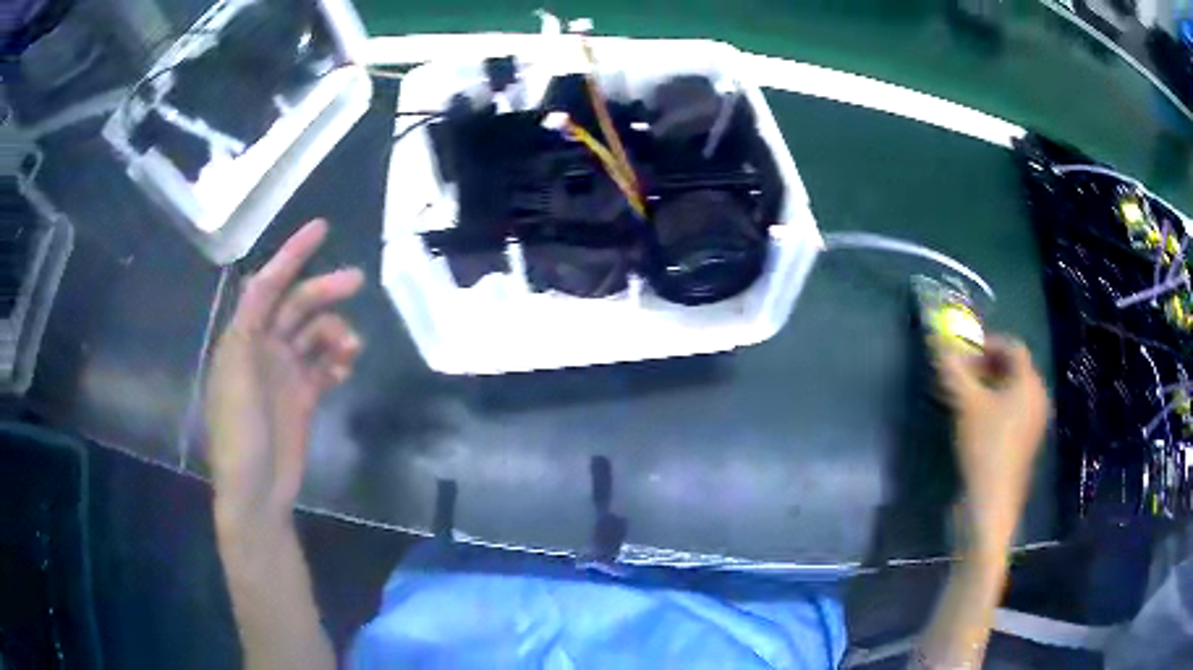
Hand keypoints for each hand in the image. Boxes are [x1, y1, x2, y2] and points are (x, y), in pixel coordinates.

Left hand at [205, 219, 363, 528]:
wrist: (257, 491)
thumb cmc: (239, 433)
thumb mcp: (235, 376)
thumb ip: (248, 328)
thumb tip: (261, 285)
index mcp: (242, 338)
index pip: (268, 286)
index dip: (291, 255)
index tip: (321, 229)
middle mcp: (263, 349)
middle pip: (297, 305)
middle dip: (325, 290)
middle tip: (357, 282)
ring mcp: (284, 374)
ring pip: (315, 336)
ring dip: (335, 334)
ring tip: (350, 351)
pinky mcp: (302, 398)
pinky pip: (324, 367)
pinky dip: (337, 362)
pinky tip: (345, 369)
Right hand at [933, 335, 1049, 555]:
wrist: (992, 502)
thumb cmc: (985, 446)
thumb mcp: (965, 404)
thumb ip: (953, 371)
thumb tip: (938, 343)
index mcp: (1029, 383)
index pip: (1013, 347)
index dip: (988, 342)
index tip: (965, 350)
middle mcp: (1037, 398)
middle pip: (1014, 369)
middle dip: (987, 364)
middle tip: (962, 372)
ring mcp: (1033, 423)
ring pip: (1012, 392)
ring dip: (989, 386)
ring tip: (965, 396)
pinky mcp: (1024, 444)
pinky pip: (1012, 412)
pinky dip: (995, 406)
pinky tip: (975, 421)